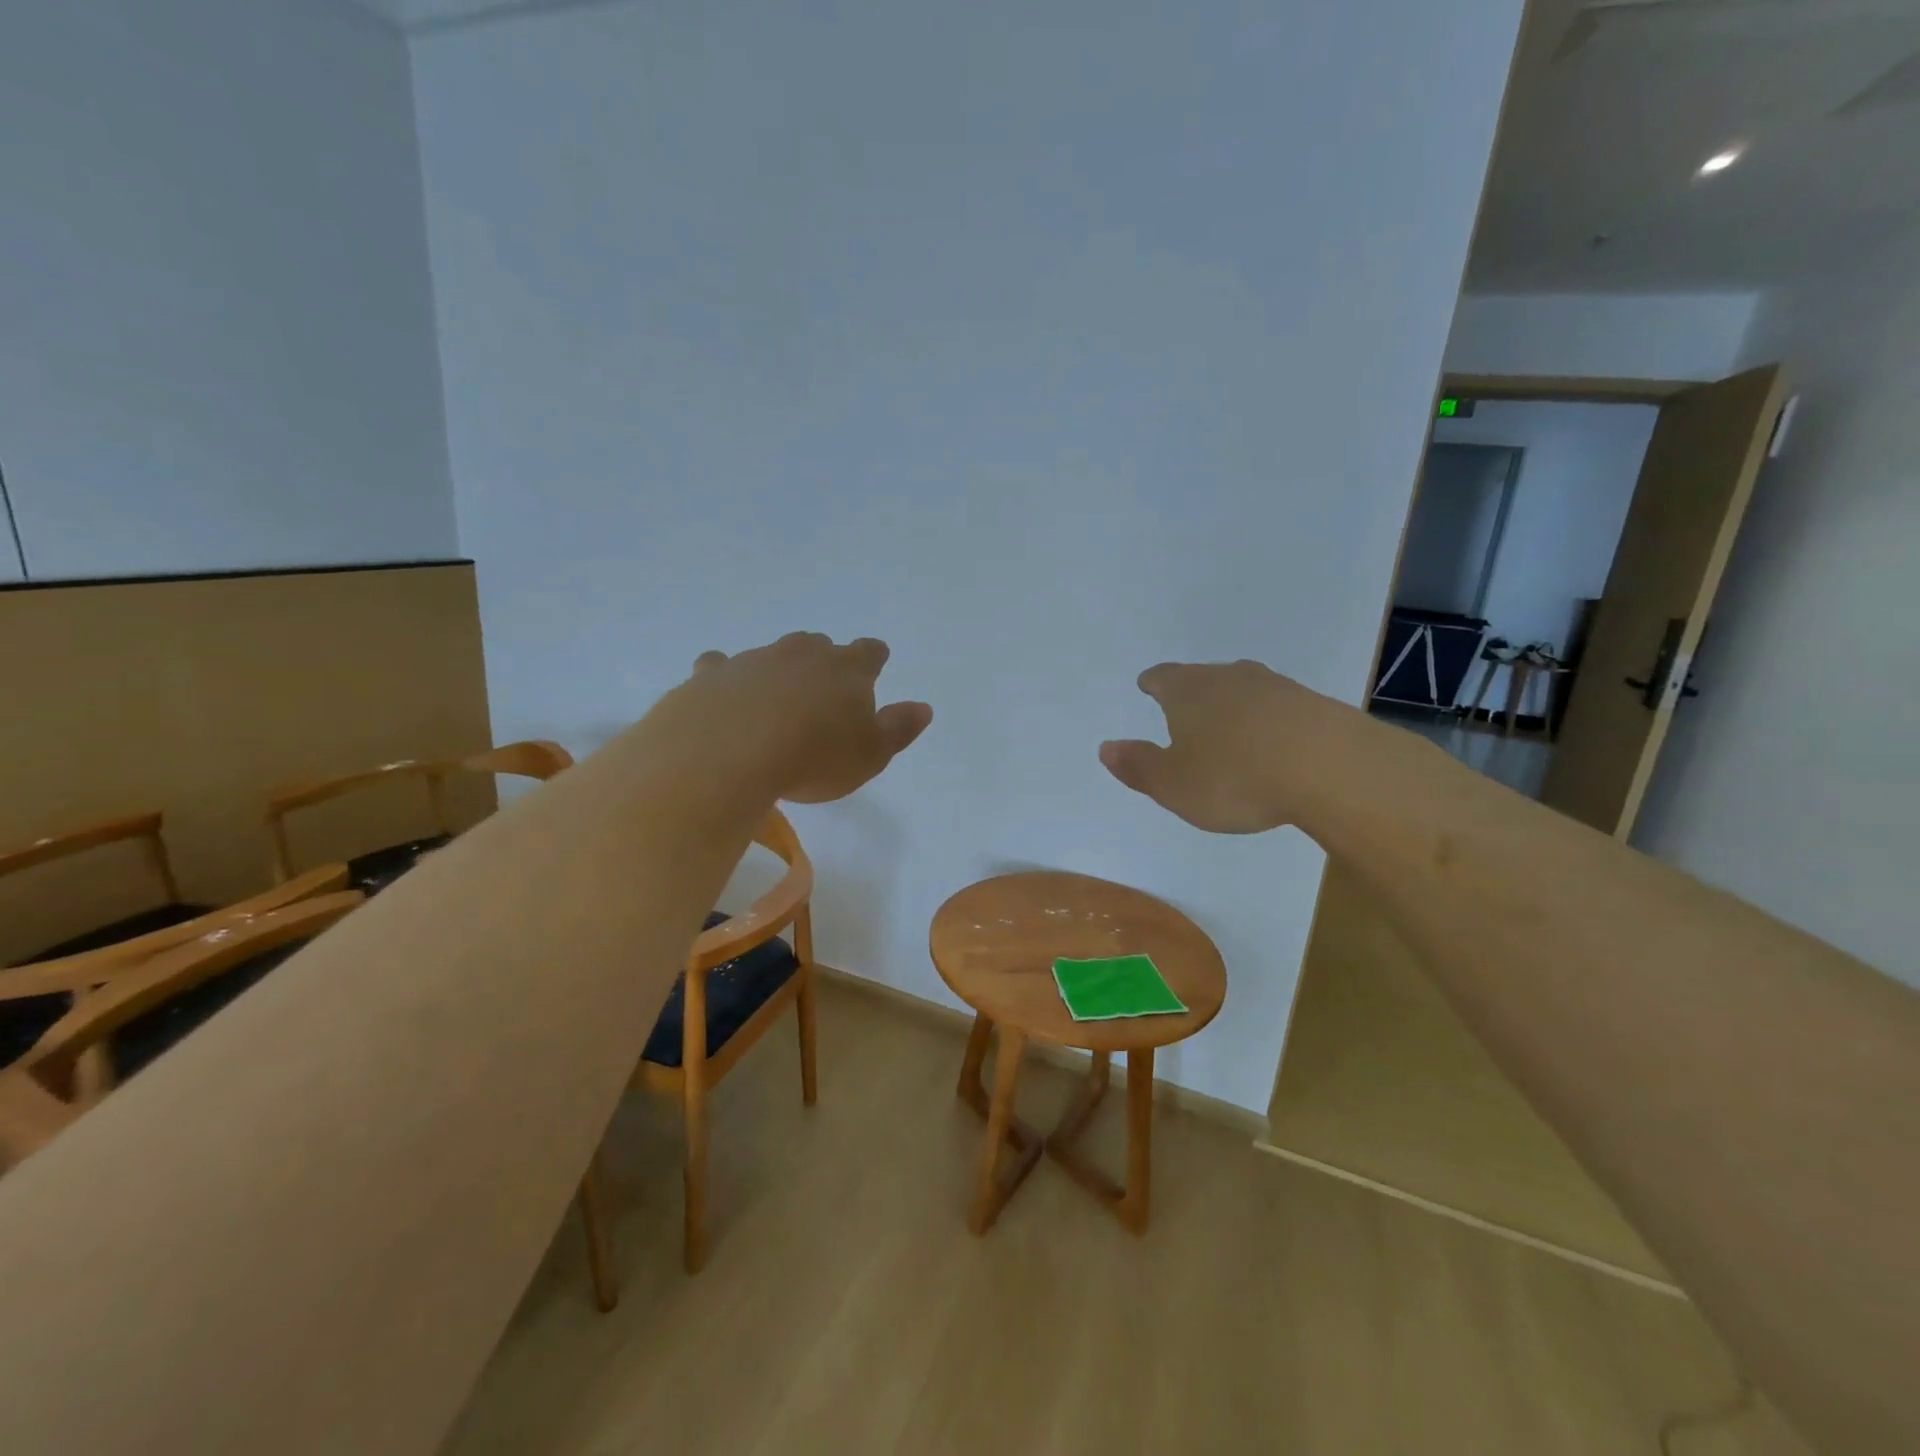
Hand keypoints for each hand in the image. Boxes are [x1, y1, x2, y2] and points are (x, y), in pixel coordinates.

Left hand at [673, 633, 931, 802]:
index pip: (869, 652)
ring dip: (777, 673)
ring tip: (774, 705)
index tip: (874, 668)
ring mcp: (753, 659)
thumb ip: (898, 729)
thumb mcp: (870, 755)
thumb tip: (922, 707)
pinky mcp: (711, 674)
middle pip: (819, 646)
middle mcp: (801, 654)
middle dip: (824, 663)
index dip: (873, 660)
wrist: (727, 754)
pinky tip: (723, 699)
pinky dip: (726, 679)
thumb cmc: (813, 758)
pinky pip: (720, 668)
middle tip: (823, 693)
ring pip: (771, 655)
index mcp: (846, 669)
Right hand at [1099, 659, 1335, 833]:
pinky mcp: (1313, 704)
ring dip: (1233, 706)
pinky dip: (1269, 721)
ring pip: (1244, 690)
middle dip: (1192, 693)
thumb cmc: (1235, 777)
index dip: (1152, 683)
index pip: (1162, 678)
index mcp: (1188, 692)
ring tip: (1229, 728)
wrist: (1330, 768)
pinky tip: (1273, 743)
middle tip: (1186, 710)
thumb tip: (1107, 747)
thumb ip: (1138, 766)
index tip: (1148, 685)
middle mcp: (1229, 678)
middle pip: (1203, 678)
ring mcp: (1275, 687)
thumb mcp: (1173, 784)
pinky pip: (1279, 708)